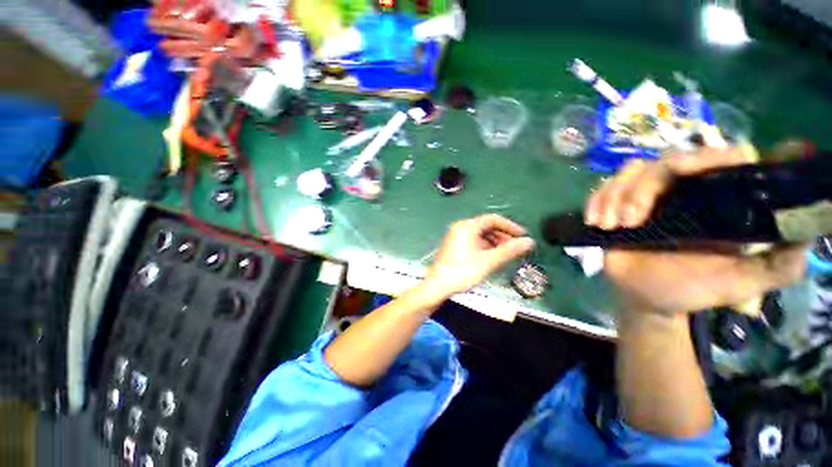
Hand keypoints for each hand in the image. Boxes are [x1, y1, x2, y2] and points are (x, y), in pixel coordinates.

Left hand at [425, 214, 534, 296]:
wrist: (437, 285)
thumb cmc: (463, 271)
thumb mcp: (489, 261)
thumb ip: (509, 250)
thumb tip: (529, 242)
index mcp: (467, 226)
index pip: (493, 219)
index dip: (510, 226)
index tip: (522, 235)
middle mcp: (460, 227)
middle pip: (486, 226)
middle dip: (502, 235)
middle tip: (515, 247)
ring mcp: (455, 236)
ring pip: (479, 234)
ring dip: (494, 241)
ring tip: (505, 253)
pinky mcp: (453, 245)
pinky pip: (472, 240)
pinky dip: (484, 246)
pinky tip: (491, 256)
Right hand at [586, 148, 806, 314]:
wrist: (645, 298)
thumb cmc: (691, 290)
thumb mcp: (739, 283)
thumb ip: (777, 265)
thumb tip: (807, 235)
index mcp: (717, 201)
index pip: (722, 158)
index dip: (709, 155)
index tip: (687, 171)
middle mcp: (684, 190)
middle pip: (665, 161)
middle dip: (641, 190)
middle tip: (630, 222)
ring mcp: (646, 196)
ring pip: (630, 171)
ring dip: (614, 196)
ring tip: (611, 226)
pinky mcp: (616, 205)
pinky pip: (602, 189)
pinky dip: (595, 201)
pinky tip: (595, 221)